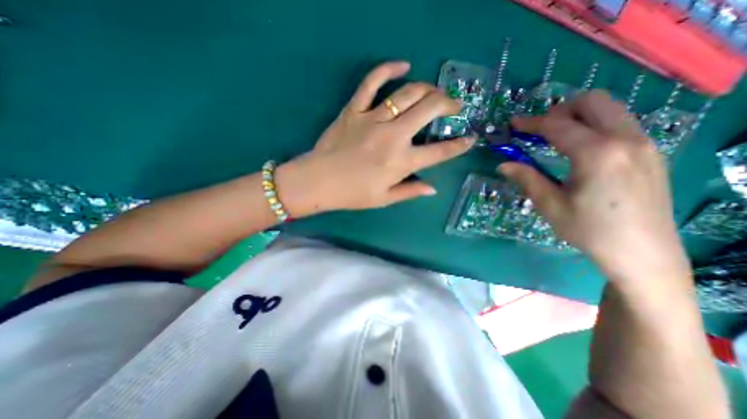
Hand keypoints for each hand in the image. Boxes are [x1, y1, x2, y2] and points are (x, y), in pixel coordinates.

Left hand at [273, 60, 470, 215]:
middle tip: (454, 106)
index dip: (459, 145)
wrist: (318, 181)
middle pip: (429, 110)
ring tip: (434, 93)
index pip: (439, 152)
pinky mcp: (354, 110)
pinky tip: (402, 65)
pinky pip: (372, 82)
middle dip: (448, 104)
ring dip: (428, 89)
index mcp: (401, 162)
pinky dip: (388, 69)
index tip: (470, 138)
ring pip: (408, 93)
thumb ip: (410, 191)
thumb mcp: (384, 199)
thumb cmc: (352, 194)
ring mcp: (373, 119)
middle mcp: (393, 137)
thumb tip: (433, 189)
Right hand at [504, 90, 691, 282]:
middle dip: (560, 110)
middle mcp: (626, 139)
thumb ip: (527, 179)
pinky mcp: (651, 153)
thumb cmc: (589, 230)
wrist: (643, 254)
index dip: (531, 123)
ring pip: (610, 109)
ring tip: (557, 137)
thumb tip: (503, 165)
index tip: (513, 124)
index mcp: (597, 153)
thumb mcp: (550, 205)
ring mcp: (644, 144)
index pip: (558, 125)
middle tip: (539, 129)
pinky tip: (581, 149)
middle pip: (593, 101)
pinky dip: (596, 126)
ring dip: (579, 116)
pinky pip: (621, 124)